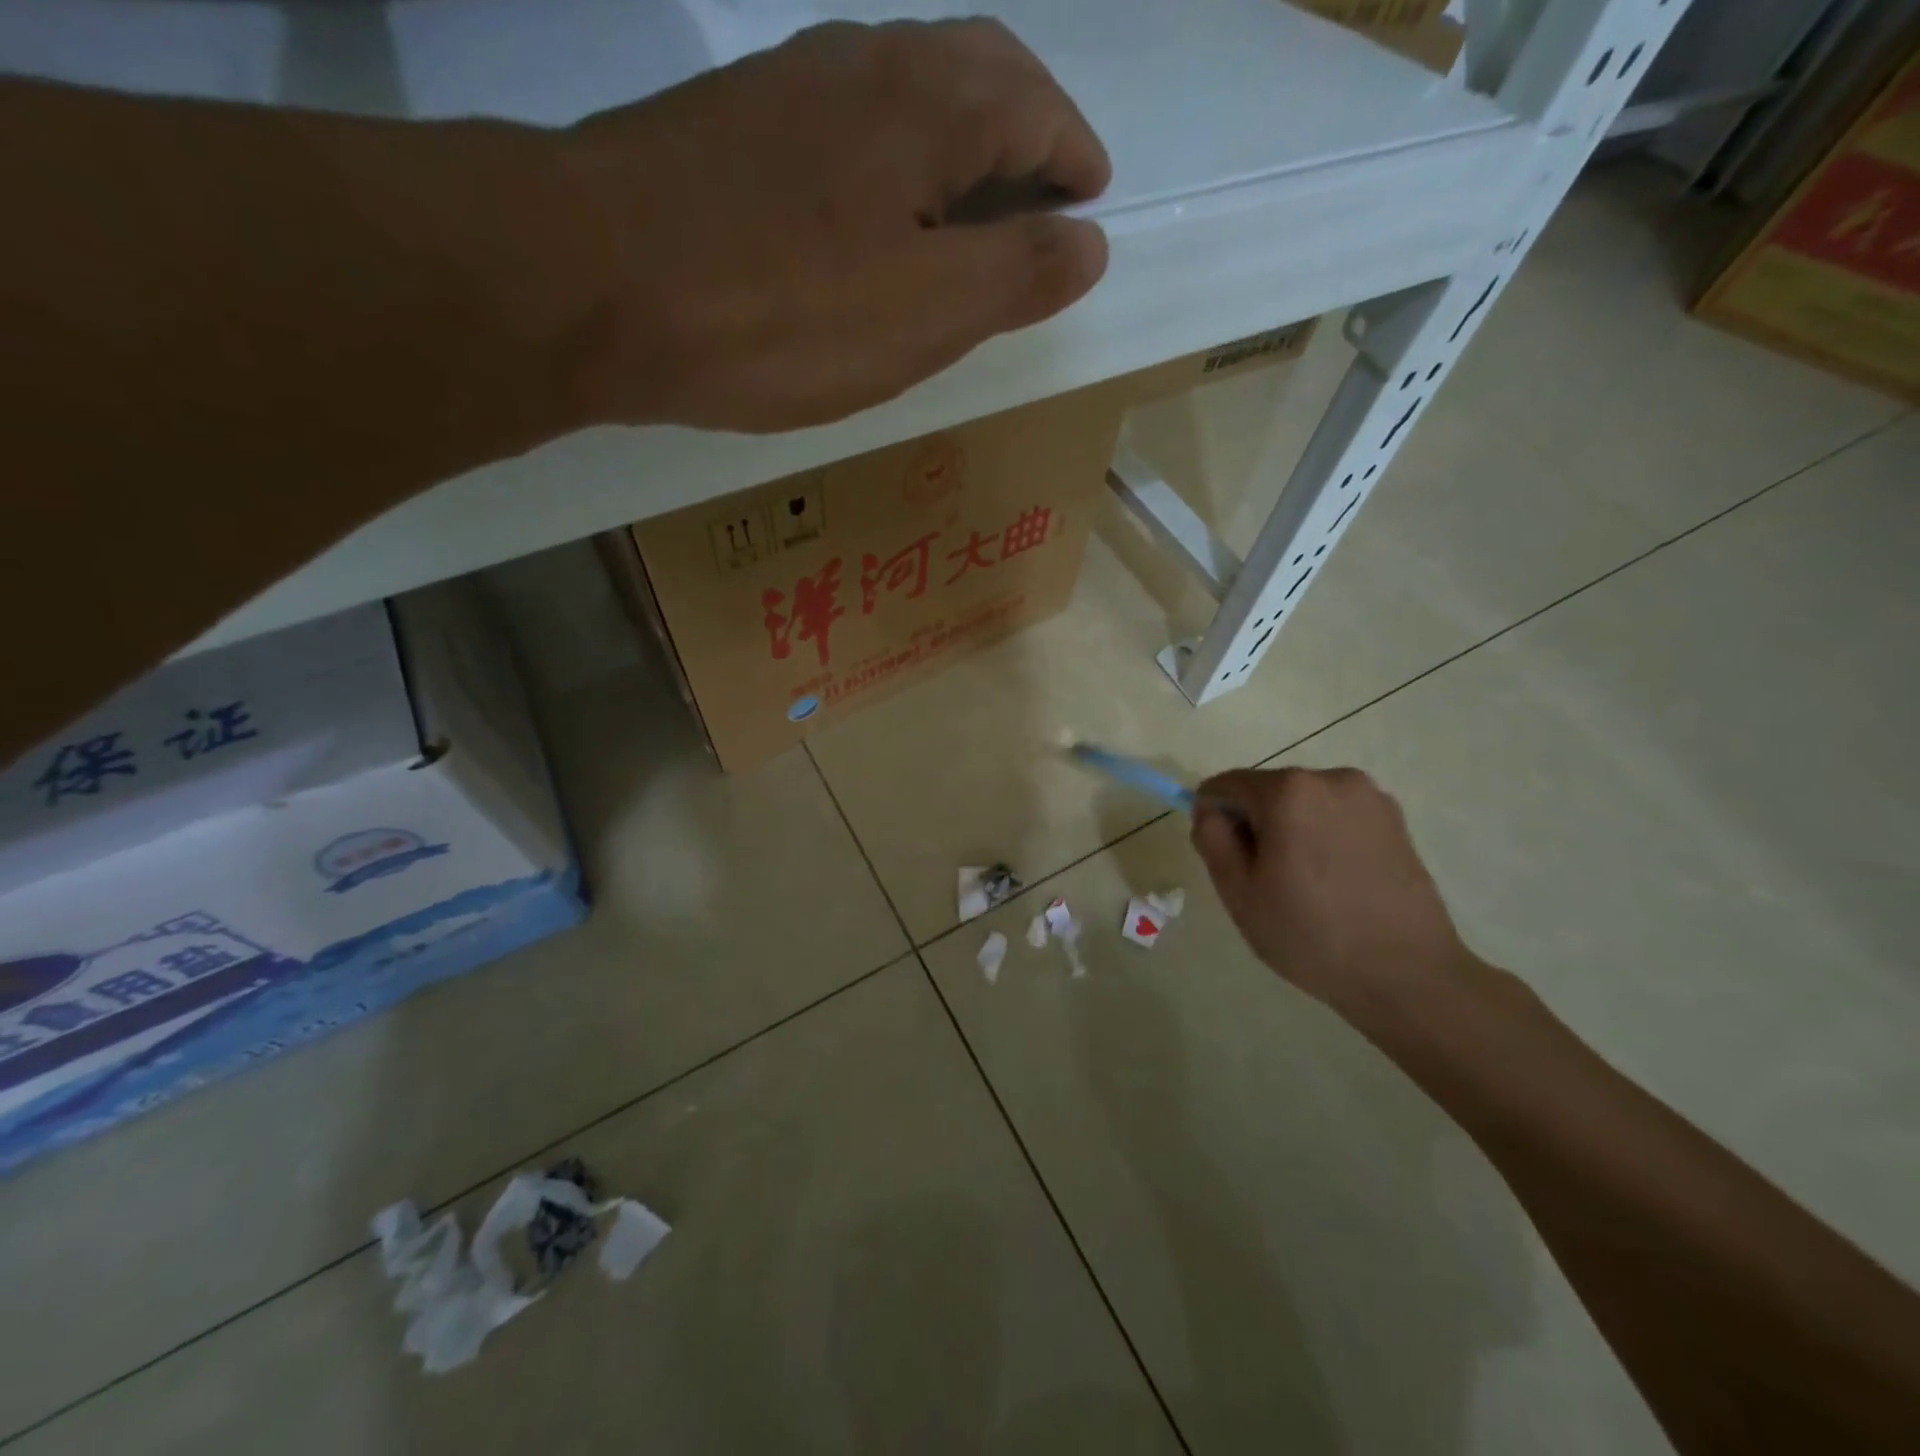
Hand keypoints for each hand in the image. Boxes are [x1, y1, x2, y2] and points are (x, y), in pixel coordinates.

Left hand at [559, 19, 1110, 432]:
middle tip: (1041, 197)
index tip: (1091, 200)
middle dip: (1024, 129)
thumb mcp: (926, 312)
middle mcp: (862, 65)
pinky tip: (874, 216)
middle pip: (972, 73)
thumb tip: (1089, 243)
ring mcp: (787, 89)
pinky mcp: (733, 130)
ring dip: (954, 144)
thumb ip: (1016, 275)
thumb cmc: (784, 310)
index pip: (1033, 104)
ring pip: (902, 96)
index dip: (1073, 155)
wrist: (596, 283)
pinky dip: (888, 164)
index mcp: (928, 105)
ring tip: (968, 213)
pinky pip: (842, 129)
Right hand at [1190, 768, 1476, 1015]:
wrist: (1407, 974)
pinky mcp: (1395, 819)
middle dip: (1254, 824)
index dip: (1212, 817)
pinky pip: (1336, 815)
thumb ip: (1212, 839)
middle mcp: (1330, 779)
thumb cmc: (1310, 934)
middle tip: (1263, 879)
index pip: (1225, 785)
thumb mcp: (1238, 892)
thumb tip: (1211, 811)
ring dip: (1290, 829)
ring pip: (1303, 803)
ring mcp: (1369, 797)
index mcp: (1287, 791)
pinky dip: (1324, 836)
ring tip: (1305, 884)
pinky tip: (1336, 881)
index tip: (1223, 857)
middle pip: (1267, 790)